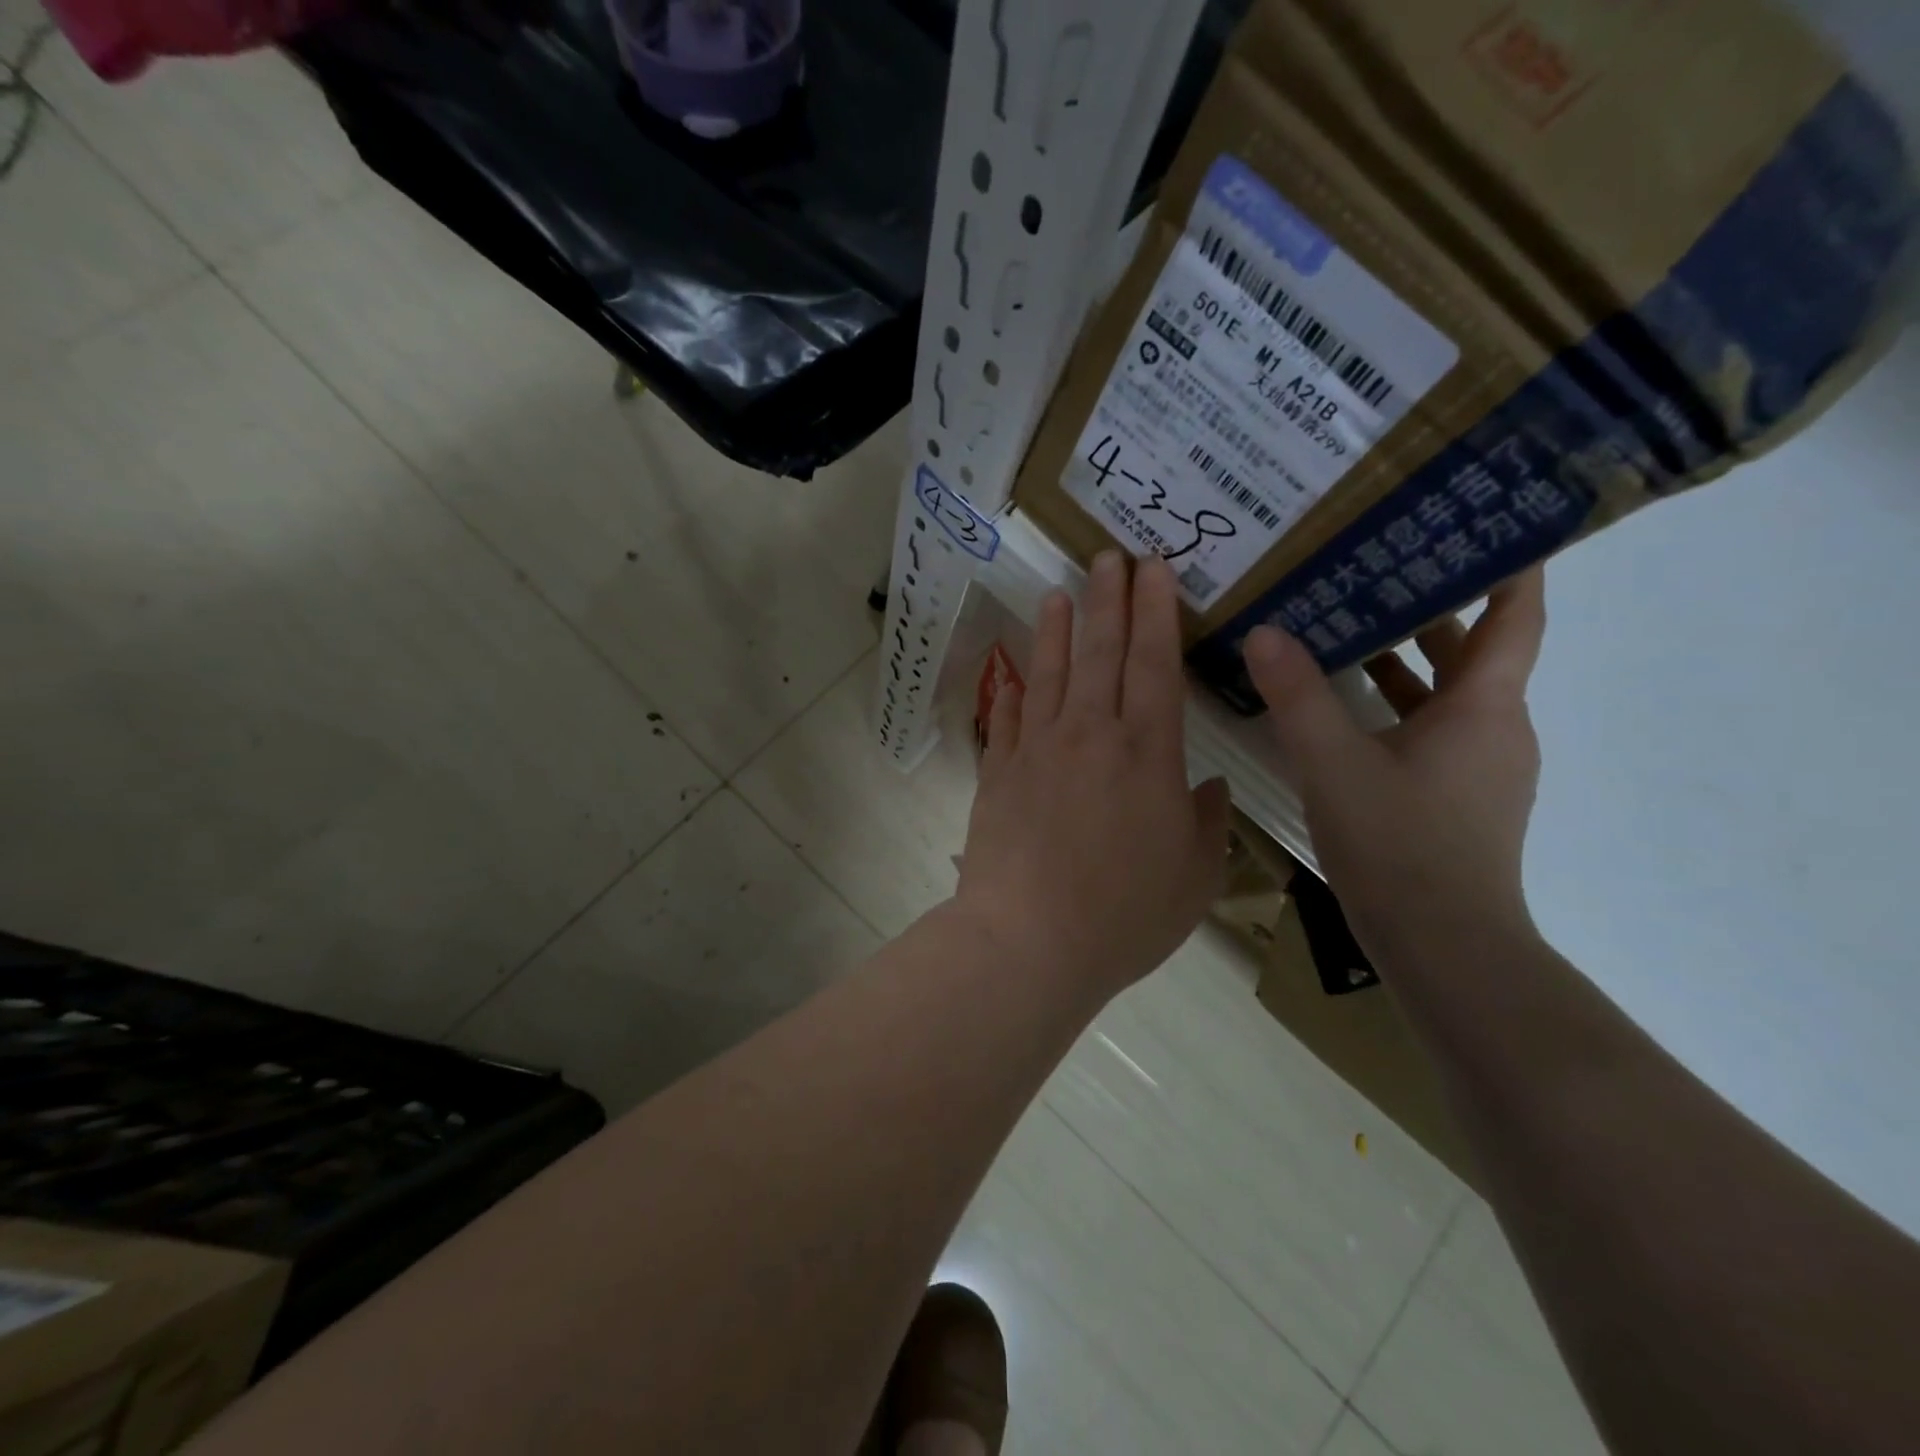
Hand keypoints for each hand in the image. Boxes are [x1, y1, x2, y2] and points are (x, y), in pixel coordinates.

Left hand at [954, 552, 1229, 1002]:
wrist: (1029, 940)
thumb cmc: (1123, 915)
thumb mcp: (1194, 878)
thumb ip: (1207, 824)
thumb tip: (1208, 787)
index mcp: (1148, 754)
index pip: (1156, 664)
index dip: (1157, 612)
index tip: (1154, 570)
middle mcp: (1092, 735)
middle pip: (1103, 652)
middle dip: (1110, 599)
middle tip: (1111, 556)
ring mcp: (1039, 749)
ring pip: (1051, 671)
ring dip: (1059, 627)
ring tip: (1062, 591)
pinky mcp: (1000, 771)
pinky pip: (1010, 716)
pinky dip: (1015, 686)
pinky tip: (1018, 667)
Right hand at [1243, 569, 1548, 962]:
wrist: (1443, 947)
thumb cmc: (1400, 845)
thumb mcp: (1334, 764)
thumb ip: (1297, 696)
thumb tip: (1264, 633)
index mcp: (1484, 706)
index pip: (1516, 614)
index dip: (1510, 563)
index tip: (1482, 520)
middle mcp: (1495, 728)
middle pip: (1474, 649)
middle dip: (1431, 606)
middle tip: (1374, 566)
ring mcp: (1480, 768)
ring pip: (1448, 694)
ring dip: (1406, 659)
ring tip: (1346, 626)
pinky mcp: (1458, 799)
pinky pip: (1431, 730)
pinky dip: (1395, 707)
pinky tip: (1342, 709)